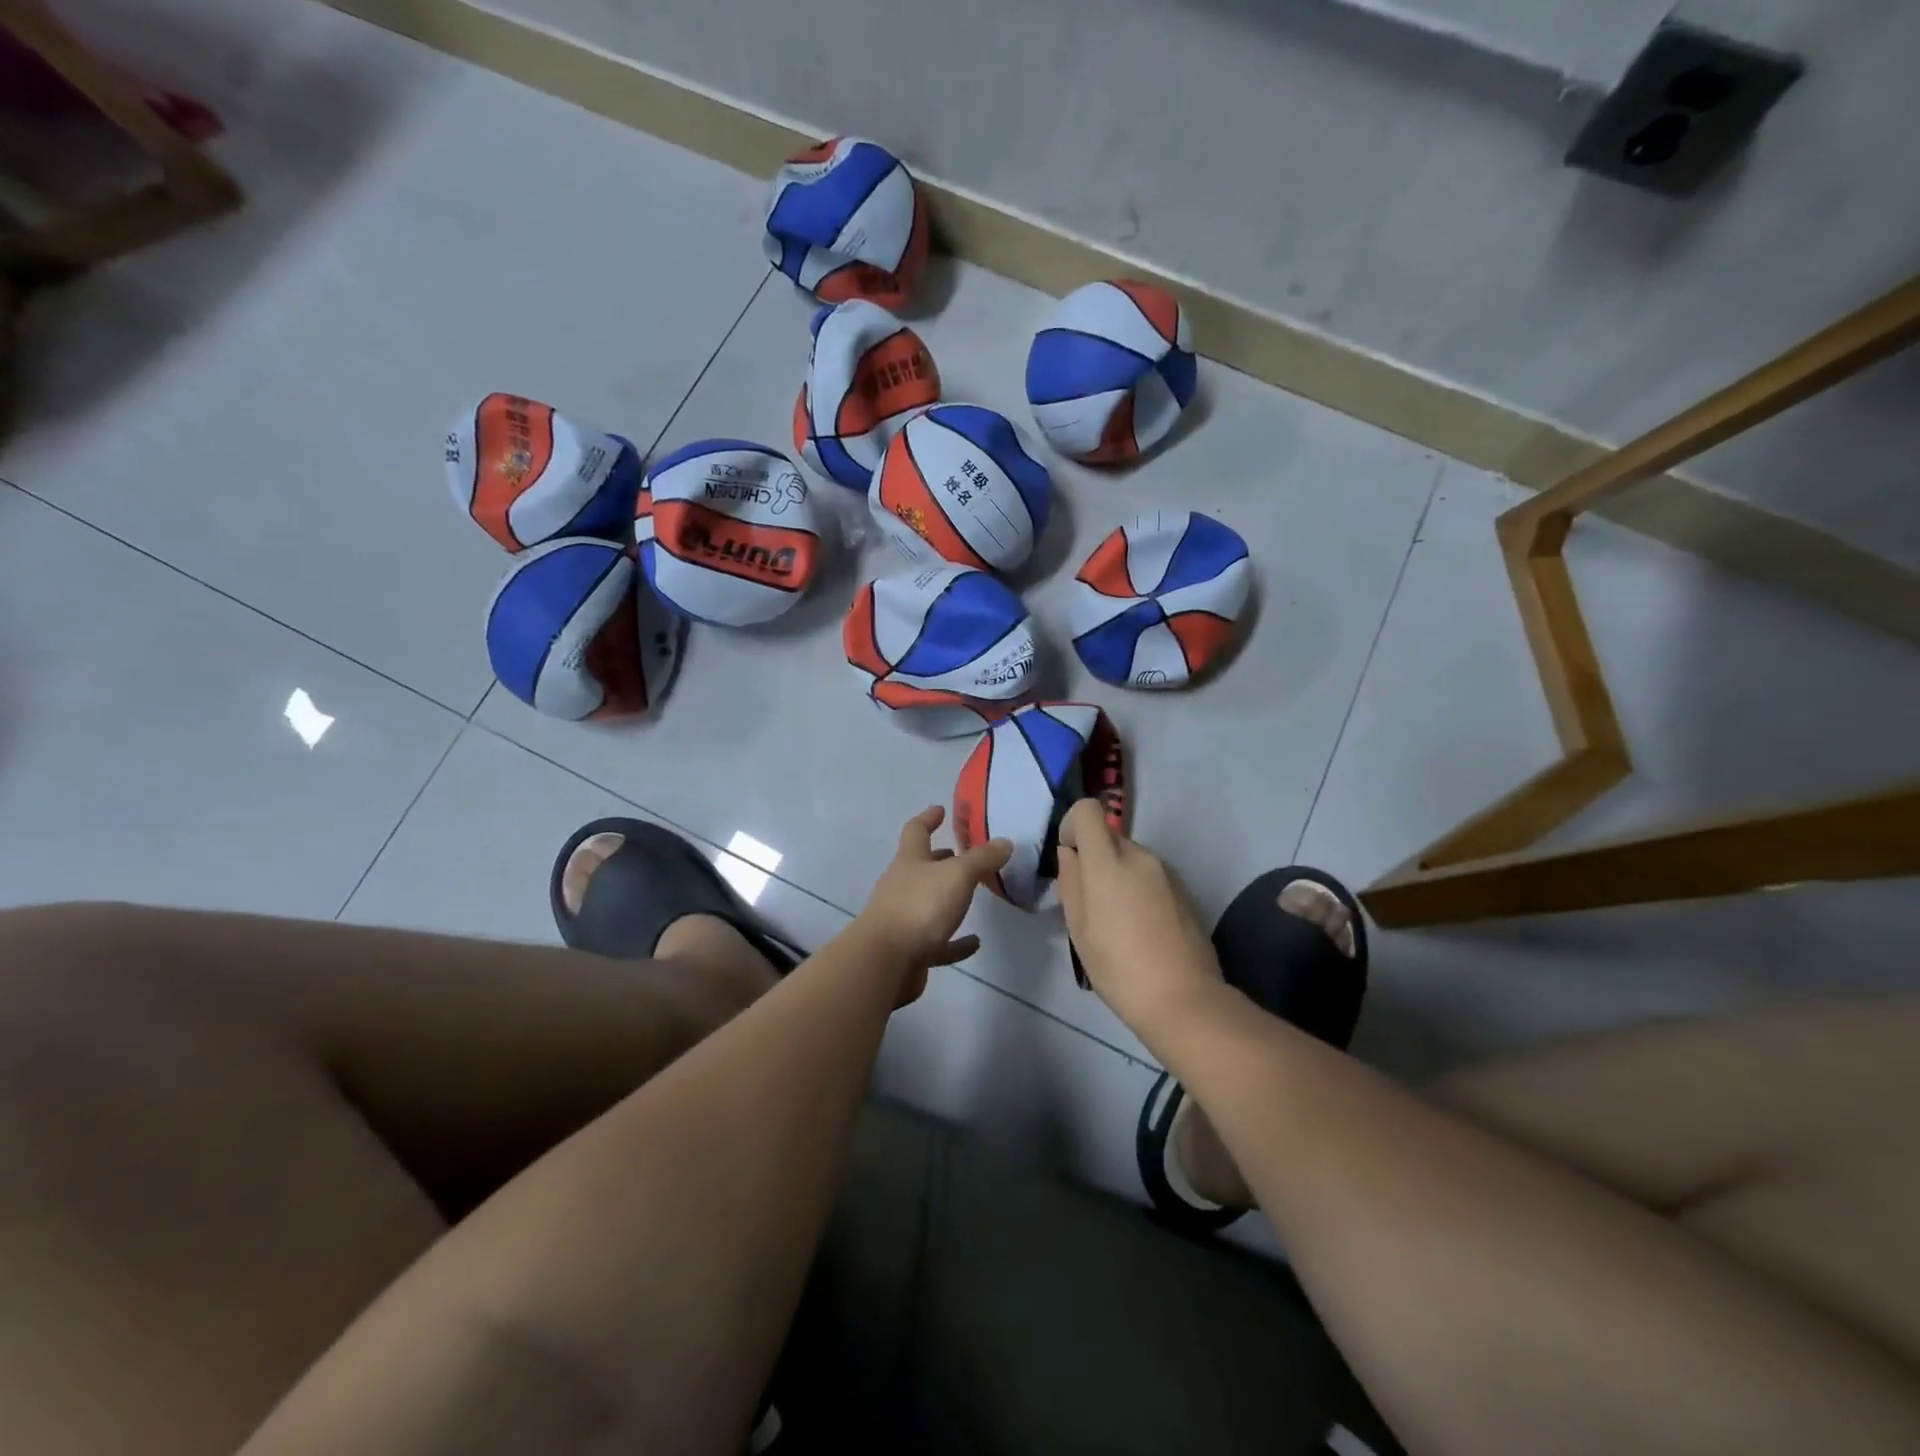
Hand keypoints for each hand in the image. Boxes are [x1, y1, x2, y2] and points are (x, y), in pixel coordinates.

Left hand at [855, 806, 1012, 1003]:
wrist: (886, 961)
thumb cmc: (920, 906)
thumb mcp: (958, 875)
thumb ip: (982, 859)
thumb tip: (1004, 841)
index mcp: (909, 861)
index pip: (916, 830)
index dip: (928, 818)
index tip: (941, 809)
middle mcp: (902, 886)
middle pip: (921, 866)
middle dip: (940, 859)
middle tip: (963, 854)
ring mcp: (903, 919)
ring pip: (928, 903)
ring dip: (948, 898)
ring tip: (974, 895)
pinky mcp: (911, 951)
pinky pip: (938, 942)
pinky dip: (955, 941)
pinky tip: (974, 942)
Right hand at [1054, 798, 1222, 1034]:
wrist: (1184, 1000)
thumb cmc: (1119, 968)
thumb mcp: (1079, 929)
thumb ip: (1070, 882)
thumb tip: (1070, 854)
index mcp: (1109, 862)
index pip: (1088, 810)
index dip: (1072, 825)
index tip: (1070, 859)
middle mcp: (1140, 856)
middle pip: (1109, 836)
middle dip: (1095, 858)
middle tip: (1090, 902)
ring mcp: (1167, 872)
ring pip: (1131, 857)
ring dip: (1118, 875)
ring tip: (1117, 921)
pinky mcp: (1184, 890)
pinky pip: (1150, 876)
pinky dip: (1139, 889)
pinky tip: (1141, 929)